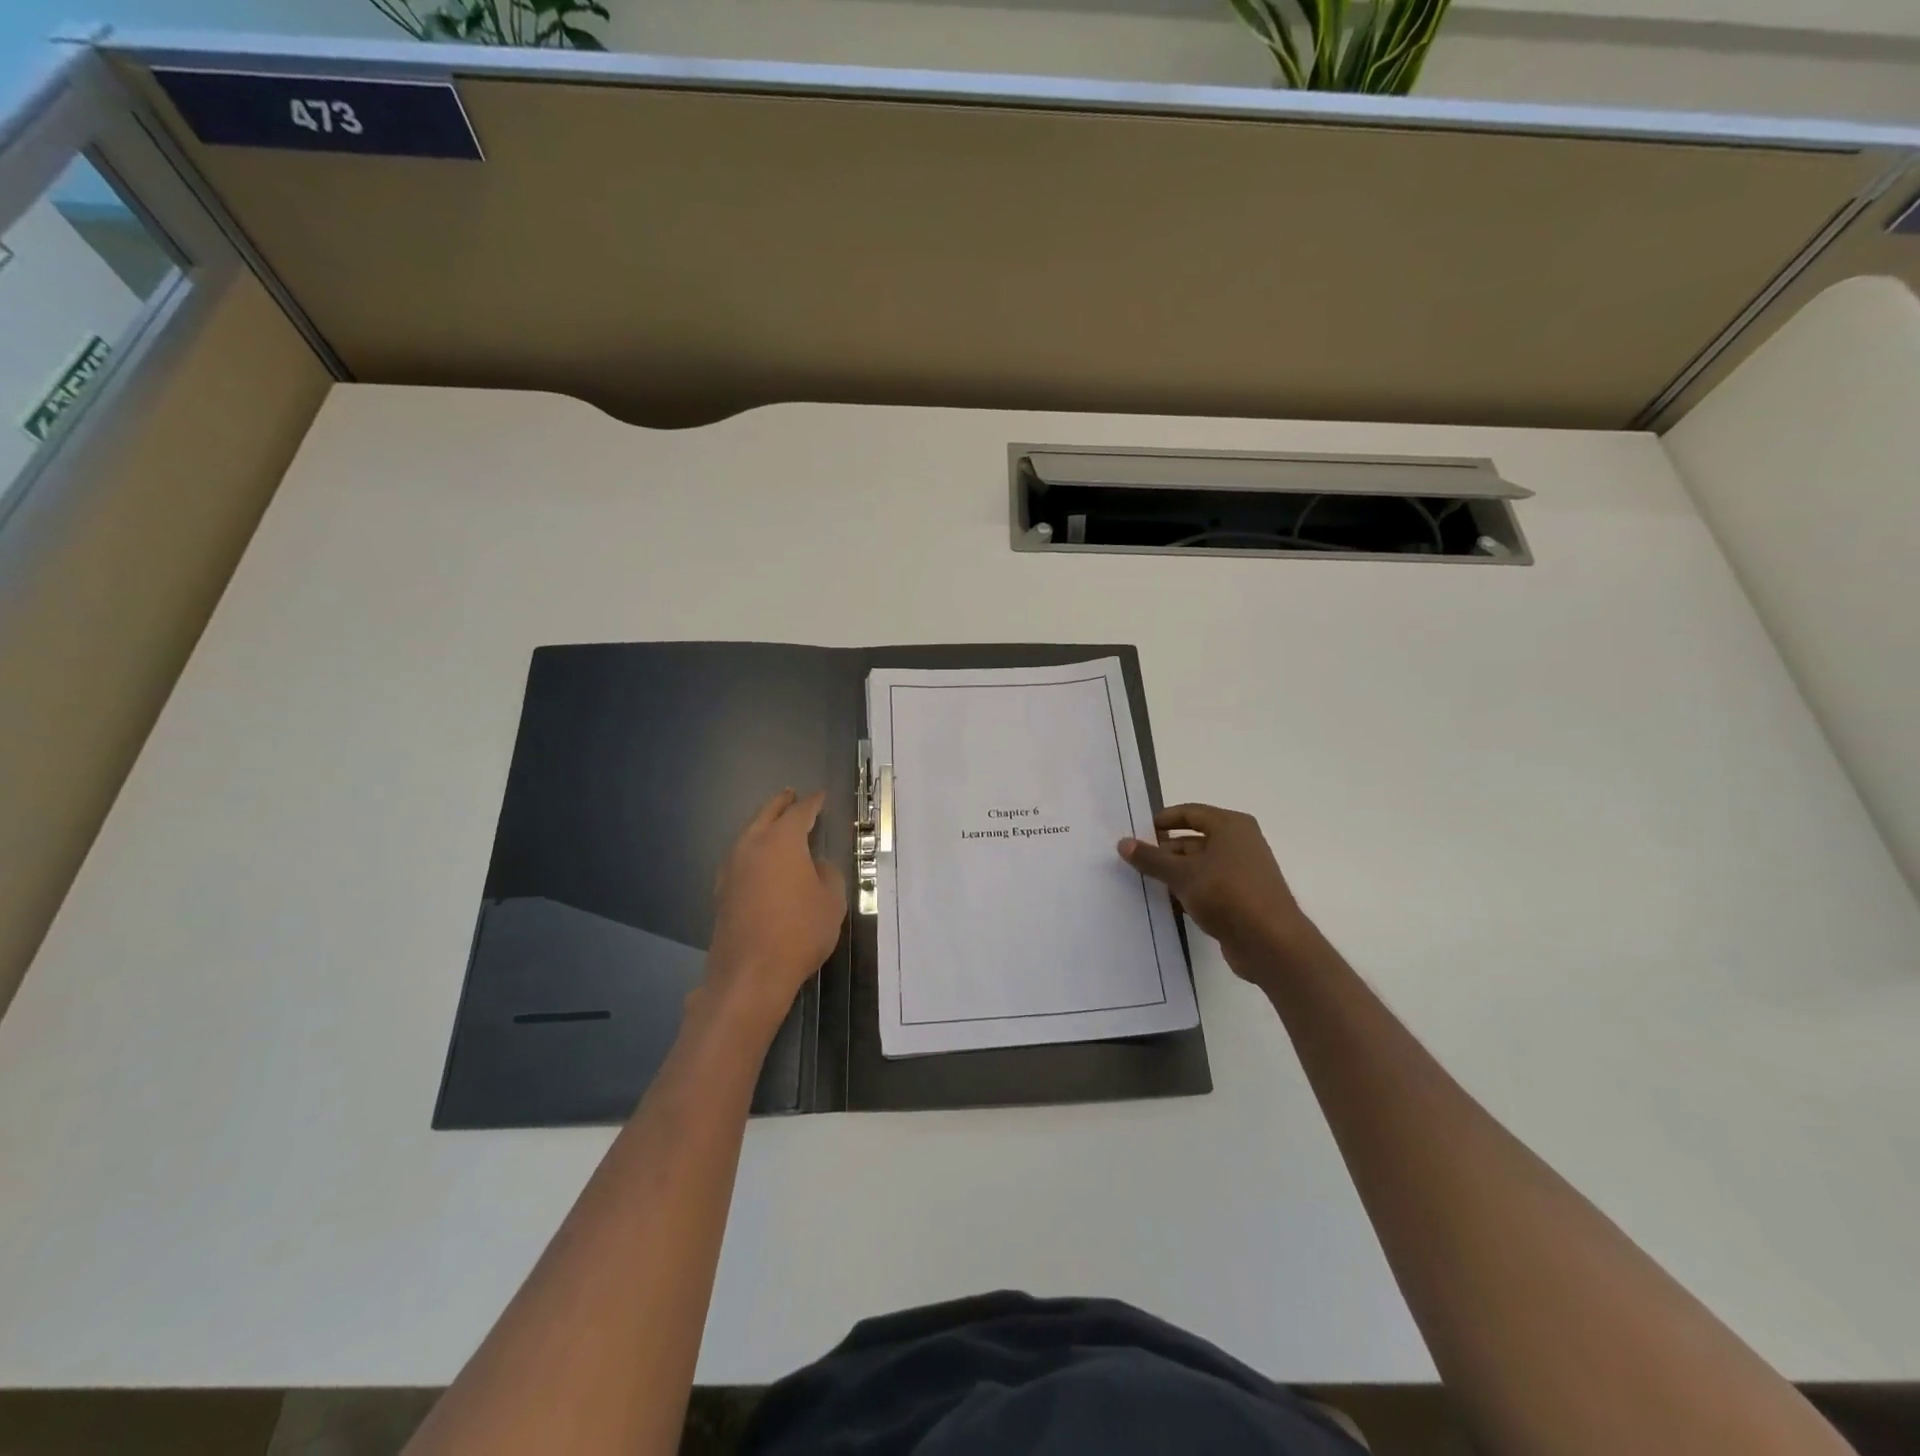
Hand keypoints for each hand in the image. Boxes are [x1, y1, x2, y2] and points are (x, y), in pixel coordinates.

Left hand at [701, 788, 846, 1040]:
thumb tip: (816, 865)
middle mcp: (752, 846)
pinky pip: (739, 858)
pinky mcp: (721, 892)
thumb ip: (827, 874)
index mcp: (782, 841)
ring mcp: (731, 869)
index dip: (813, 803)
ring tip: (775, 824)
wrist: (750, 974)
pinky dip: (752, 850)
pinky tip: (759, 862)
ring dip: (762, 825)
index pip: (800, 812)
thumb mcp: (831, 902)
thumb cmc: (799, 932)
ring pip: (748, 835)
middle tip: (790, 795)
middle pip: (766, 815)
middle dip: (780, 804)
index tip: (821, 797)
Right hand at [1118, 803, 1318, 987]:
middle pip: (1194, 840)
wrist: (1271, 942)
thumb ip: (1151, 858)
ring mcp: (1242, 873)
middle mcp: (1240, 844)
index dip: (1163, 820)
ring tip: (1144, 884)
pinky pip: (1208, 888)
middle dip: (1165, 852)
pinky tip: (1167, 905)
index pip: (1190, 813)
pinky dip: (1188, 892)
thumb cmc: (1227, 893)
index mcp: (1231, 826)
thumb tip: (1123, 843)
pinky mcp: (1241, 900)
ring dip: (1174, 875)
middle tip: (1134, 863)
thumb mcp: (1182, 873)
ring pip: (1199, 867)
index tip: (1137, 833)